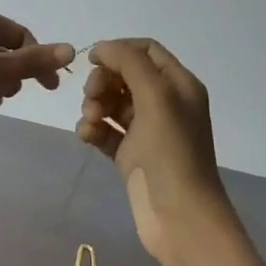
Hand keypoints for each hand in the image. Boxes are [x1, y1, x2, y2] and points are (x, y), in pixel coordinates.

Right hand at [76, 39, 234, 261]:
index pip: (146, 51)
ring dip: (94, 105)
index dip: (118, 50)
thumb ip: (128, 63)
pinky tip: (86, 136)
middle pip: (125, 75)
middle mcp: (166, 104)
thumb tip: (102, 47)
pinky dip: (93, 129)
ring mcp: (148, 131)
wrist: (179, 217)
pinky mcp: (132, 155)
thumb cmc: (171, 152)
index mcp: (179, 85)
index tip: (92, 62)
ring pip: (112, 103)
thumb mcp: (155, 98)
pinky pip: (106, 130)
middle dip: (102, 82)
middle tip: (92, 98)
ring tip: (90, 122)